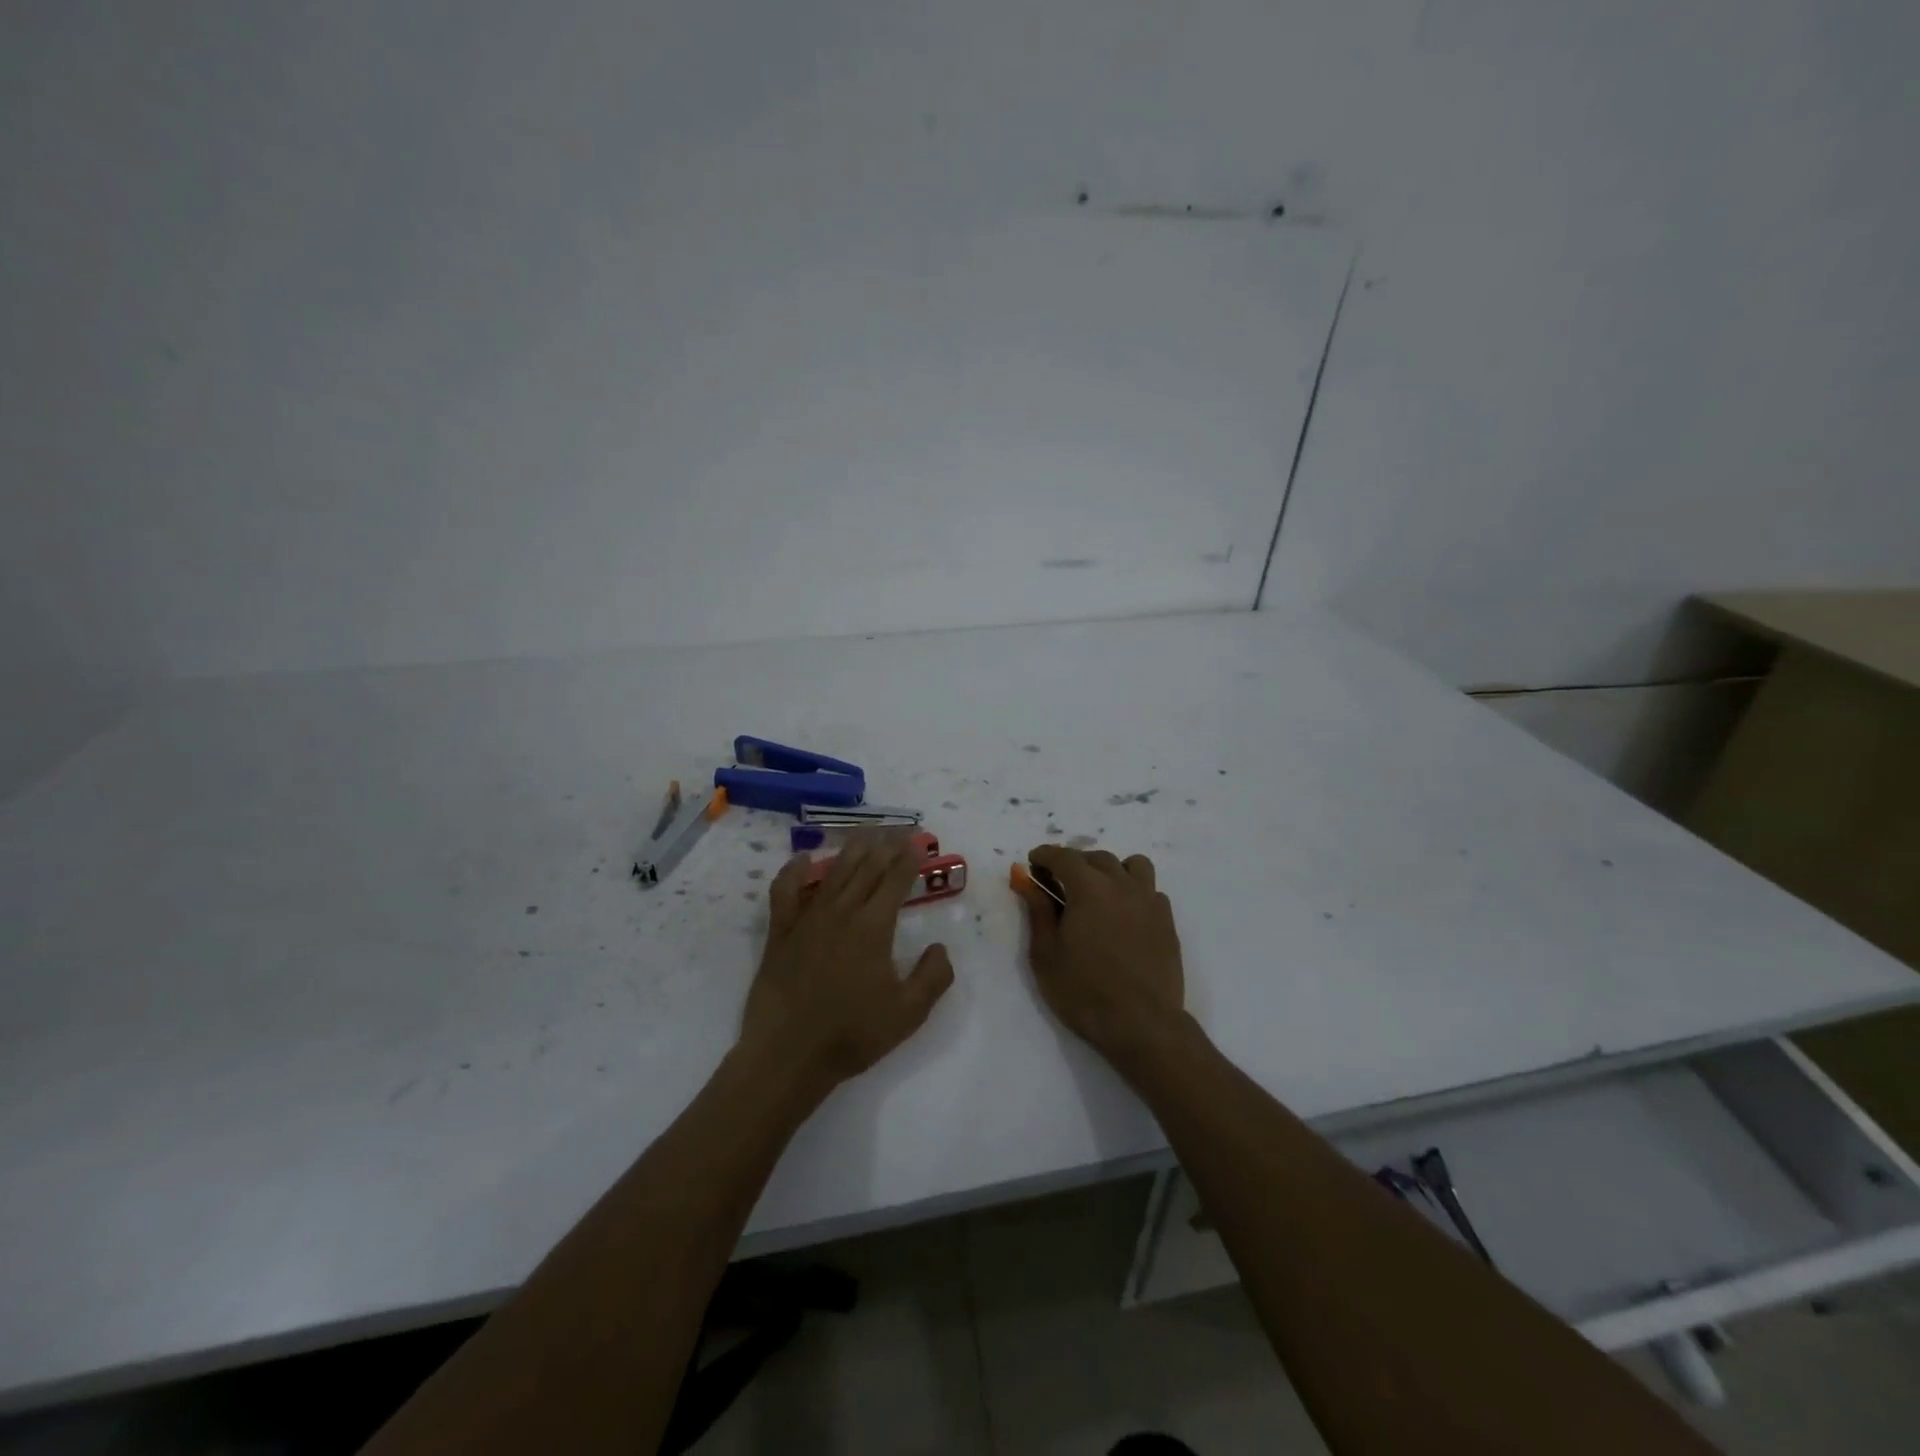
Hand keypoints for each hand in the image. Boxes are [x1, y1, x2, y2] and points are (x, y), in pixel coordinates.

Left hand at [739, 834, 954, 1097]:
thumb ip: (933, 976)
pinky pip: (785, 891)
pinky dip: (794, 871)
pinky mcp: (781, 932)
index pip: (896, 881)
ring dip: (852, 849)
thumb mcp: (908, 1013)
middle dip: (887, 845)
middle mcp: (841, 912)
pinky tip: (804, 859)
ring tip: (867, 832)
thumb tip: (939, 947)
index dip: (910, 858)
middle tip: (900, 829)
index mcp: (873, 927)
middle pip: (867, 868)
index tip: (920, 842)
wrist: (789, 1055)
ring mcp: (807, 918)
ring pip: (834, 872)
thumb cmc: (852, 1034)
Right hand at [1012, 845, 1184, 1054]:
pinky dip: (1134, 892)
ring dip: (1112, 870)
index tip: (1032, 863)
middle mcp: (1122, 885)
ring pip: (1133, 866)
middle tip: (1059, 883)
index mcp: (1089, 888)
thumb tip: (1028, 882)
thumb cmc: (1083, 991)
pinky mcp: (1167, 922)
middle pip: (1097, 858)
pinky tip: (1124, 915)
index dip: (1044, 855)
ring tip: (1099, 891)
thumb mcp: (1046, 954)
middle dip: (1074, 863)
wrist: (1141, 1024)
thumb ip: (1038, 912)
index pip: (1063, 856)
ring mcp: (1149, 902)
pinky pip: (1151, 891)